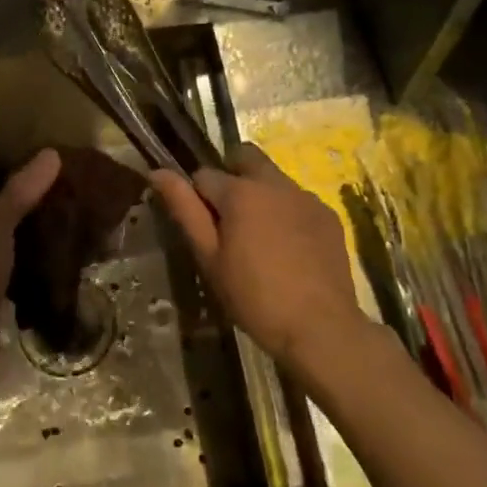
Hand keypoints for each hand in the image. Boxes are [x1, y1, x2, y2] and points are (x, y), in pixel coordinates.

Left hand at [0, 148, 60, 420]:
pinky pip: (22, 279)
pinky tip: (68, 263)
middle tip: (72, 191)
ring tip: (77, 221)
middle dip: (31, 210)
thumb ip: (17, 196)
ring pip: (13, 250)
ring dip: (37, 240)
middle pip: (2, 222)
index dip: (13, 179)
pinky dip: (40, 270)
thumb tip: (52, 153)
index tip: (48, 166)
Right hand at [149, 144, 364, 374]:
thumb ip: (185, 210)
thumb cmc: (254, 296)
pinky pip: (298, 201)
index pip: (204, 175)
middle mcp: (275, 183)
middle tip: (229, 220)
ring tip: (260, 239)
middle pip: (245, 159)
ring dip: (260, 194)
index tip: (202, 228)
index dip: (197, 198)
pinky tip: (289, 249)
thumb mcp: (210, 257)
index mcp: (241, 192)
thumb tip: (158, 172)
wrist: (320, 327)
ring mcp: (306, 197)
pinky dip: (287, 213)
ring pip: (273, 179)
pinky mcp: (328, 215)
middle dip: (231, 176)